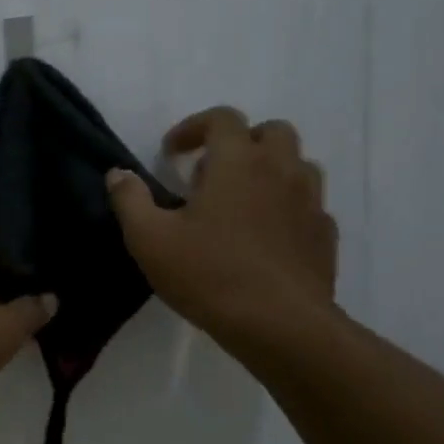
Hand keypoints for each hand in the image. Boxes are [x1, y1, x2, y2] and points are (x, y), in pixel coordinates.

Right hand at [106, 107, 337, 341]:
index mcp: (238, 162)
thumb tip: (118, 173)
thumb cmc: (208, 273)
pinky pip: (308, 205)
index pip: (223, 118)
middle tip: (210, 172)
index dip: (193, 127)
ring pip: (297, 165)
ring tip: (239, 202)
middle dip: (240, 142)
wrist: (281, 326)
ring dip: (268, 171)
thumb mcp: (148, 238)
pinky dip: (286, 207)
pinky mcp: (324, 236)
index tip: (171, 153)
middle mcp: (281, 170)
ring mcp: (310, 202)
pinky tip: (264, 236)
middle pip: (272, 132)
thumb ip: (129, 199)